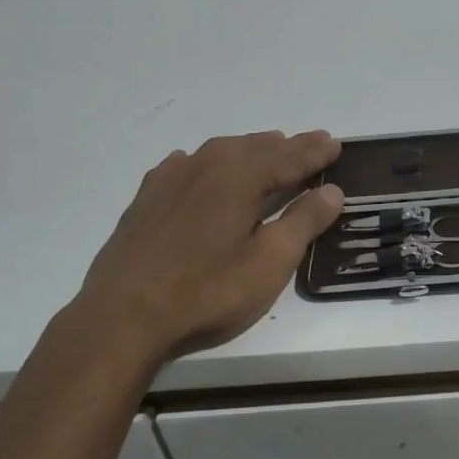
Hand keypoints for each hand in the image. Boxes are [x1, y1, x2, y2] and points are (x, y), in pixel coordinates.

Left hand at [74, 130, 343, 362]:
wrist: (123, 315)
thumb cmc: (206, 291)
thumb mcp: (269, 262)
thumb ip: (303, 222)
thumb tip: (332, 191)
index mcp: (240, 176)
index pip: (289, 157)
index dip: (315, 152)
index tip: (336, 144)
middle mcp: (206, 165)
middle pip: (256, 147)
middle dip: (288, 146)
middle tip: (314, 142)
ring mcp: (171, 178)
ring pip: (221, 151)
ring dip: (251, 150)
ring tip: (270, 149)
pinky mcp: (147, 198)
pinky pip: (187, 165)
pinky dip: (209, 162)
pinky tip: (203, 168)